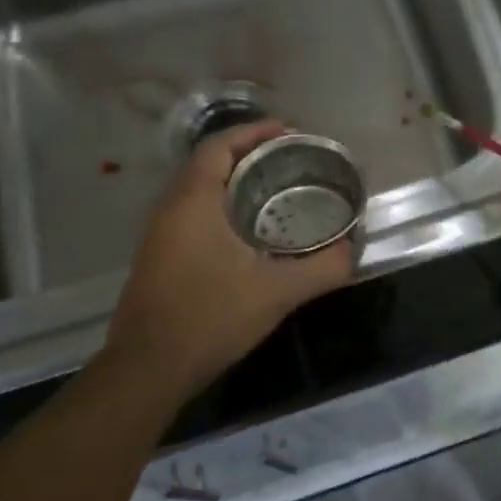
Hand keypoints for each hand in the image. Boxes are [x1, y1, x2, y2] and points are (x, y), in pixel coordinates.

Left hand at [105, 121, 353, 394]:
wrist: (148, 369)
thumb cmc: (210, 318)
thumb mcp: (278, 292)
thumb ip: (322, 268)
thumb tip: (353, 251)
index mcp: (193, 202)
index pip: (220, 147)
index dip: (254, 132)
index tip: (289, 132)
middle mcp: (170, 209)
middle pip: (209, 164)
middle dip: (250, 155)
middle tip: (291, 160)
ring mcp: (160, 235)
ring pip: (199, 190)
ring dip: (235, 181)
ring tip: (277, 189)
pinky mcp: (159, 258)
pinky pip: (194, 214)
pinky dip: (223, 206)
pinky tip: (250, 231)